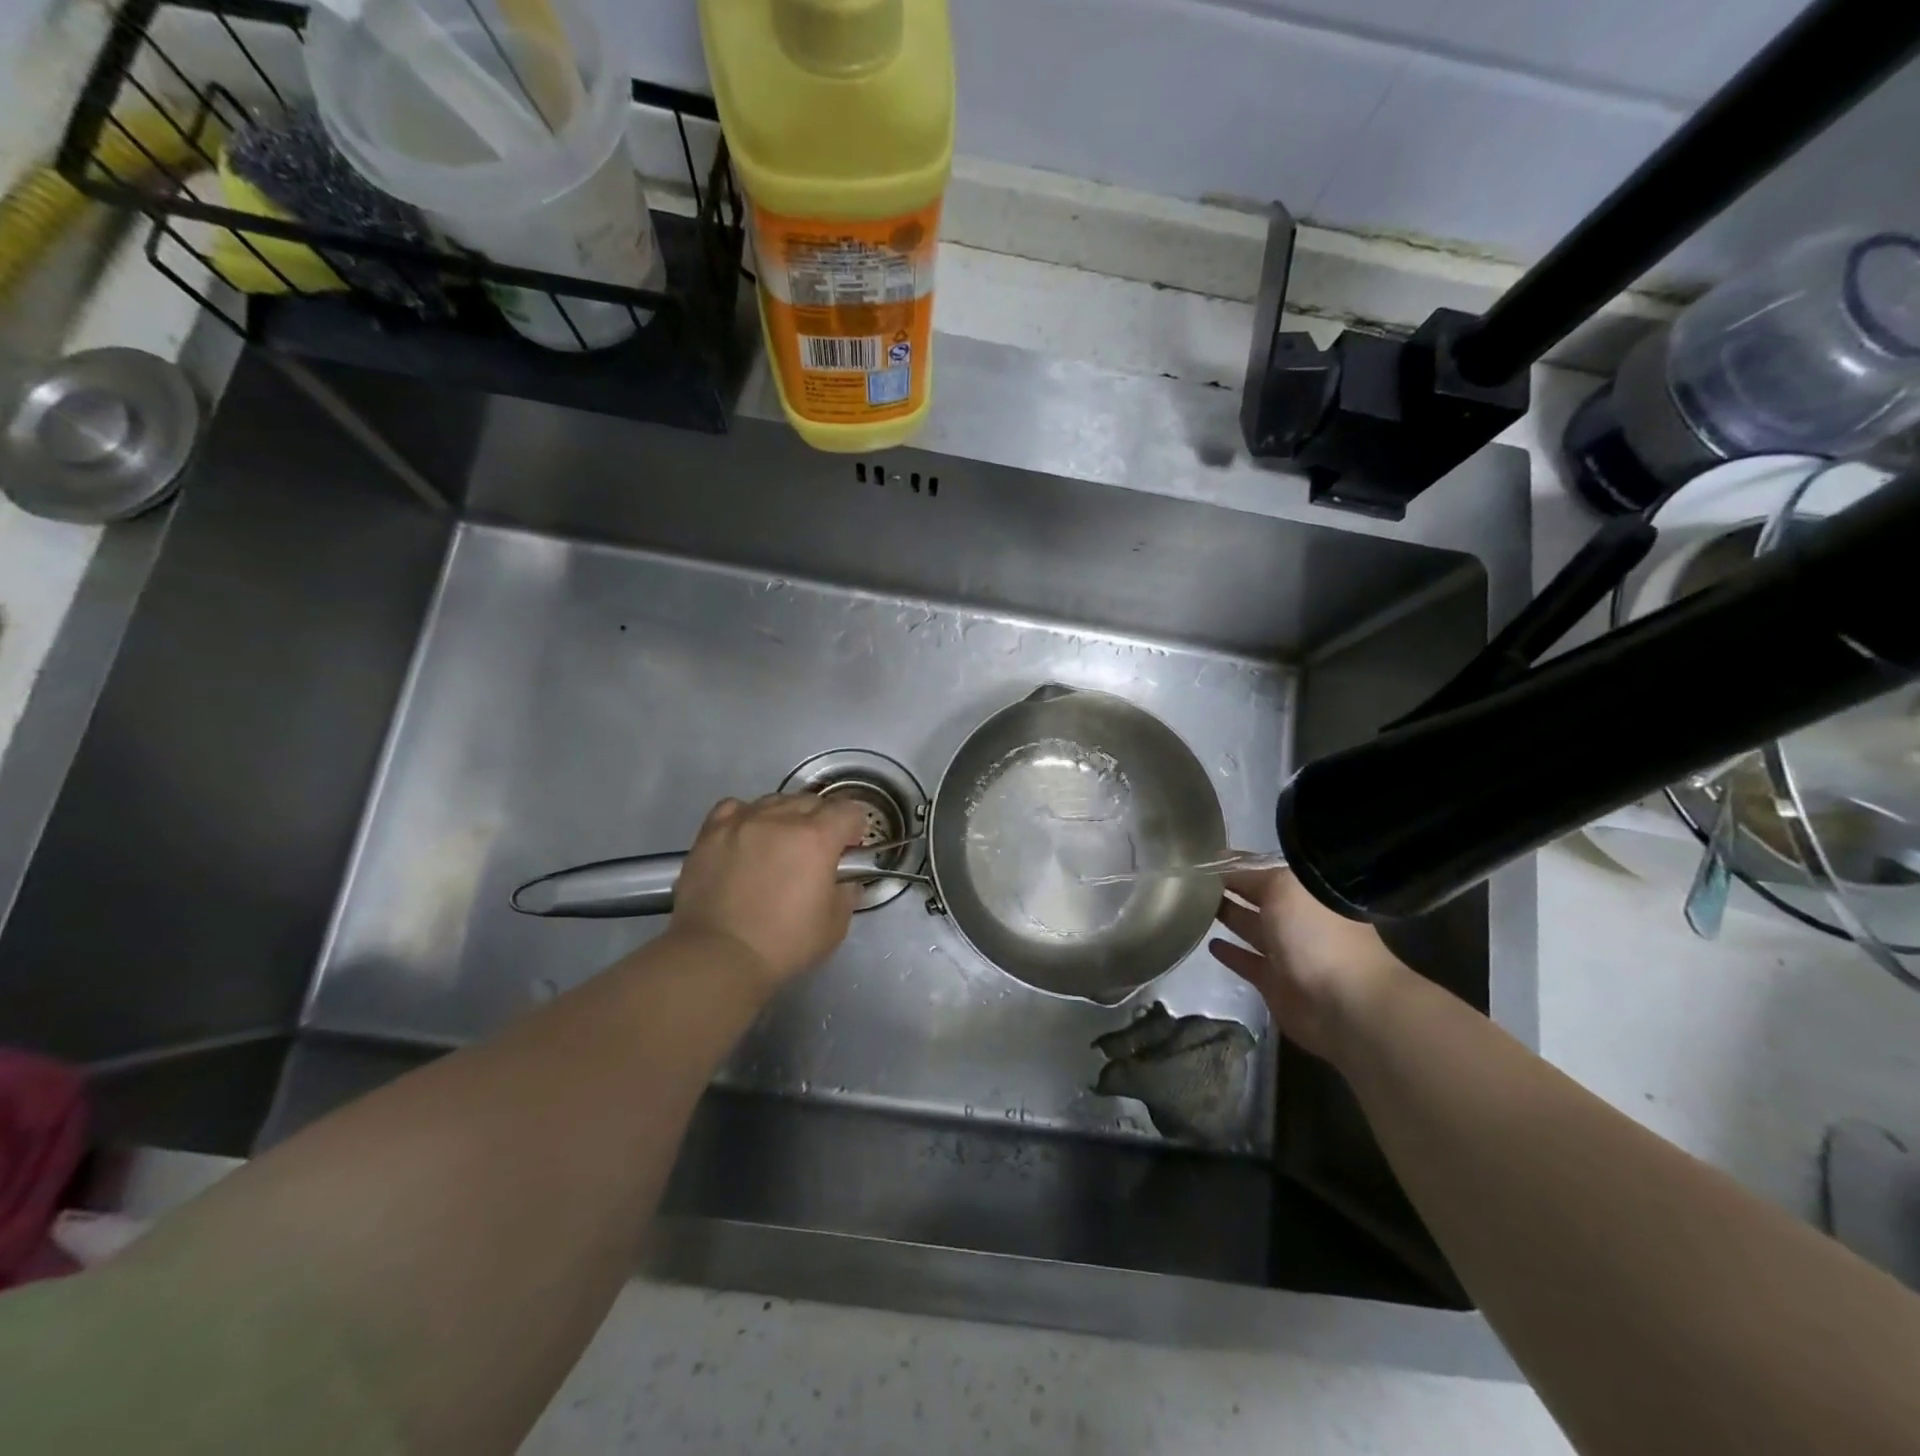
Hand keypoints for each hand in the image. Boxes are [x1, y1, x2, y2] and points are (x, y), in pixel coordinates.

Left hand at [669, 793, 872, 993]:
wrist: (716, 955)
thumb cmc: (783, 944)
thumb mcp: (834, 926)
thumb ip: (846, 895)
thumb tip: (845, 882)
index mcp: (817, 837)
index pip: (849, 810)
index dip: (855, 828)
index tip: (849, 849)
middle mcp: (781, 818)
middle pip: (812, 801)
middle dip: (822, 820)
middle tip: (816, 851)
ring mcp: (743, 821)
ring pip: (775, 800)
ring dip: (786, 816)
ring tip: (779, 844)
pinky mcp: (711, 832)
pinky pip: (736, 808)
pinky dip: (747, 816)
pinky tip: (747, 836)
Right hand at [1209, 869, 1412, 1061]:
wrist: (1343, 1004)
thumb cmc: (1317, 934)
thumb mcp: (1285, 888)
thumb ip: (1254, 877)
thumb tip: (1226, 872)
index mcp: (1306, 892)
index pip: (1264, 872)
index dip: (1237, 865)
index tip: (1204, 859)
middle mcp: (1298, 919)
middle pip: (1258, 900)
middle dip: (1232, 889)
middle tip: (1193, 880)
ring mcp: (1287, 952)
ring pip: (1251, 929)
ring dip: (1229, 917)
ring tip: (1195, 906)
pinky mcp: (1274, 982)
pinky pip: (1247, 962)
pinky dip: (1230, 954)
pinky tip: (1210, 943)